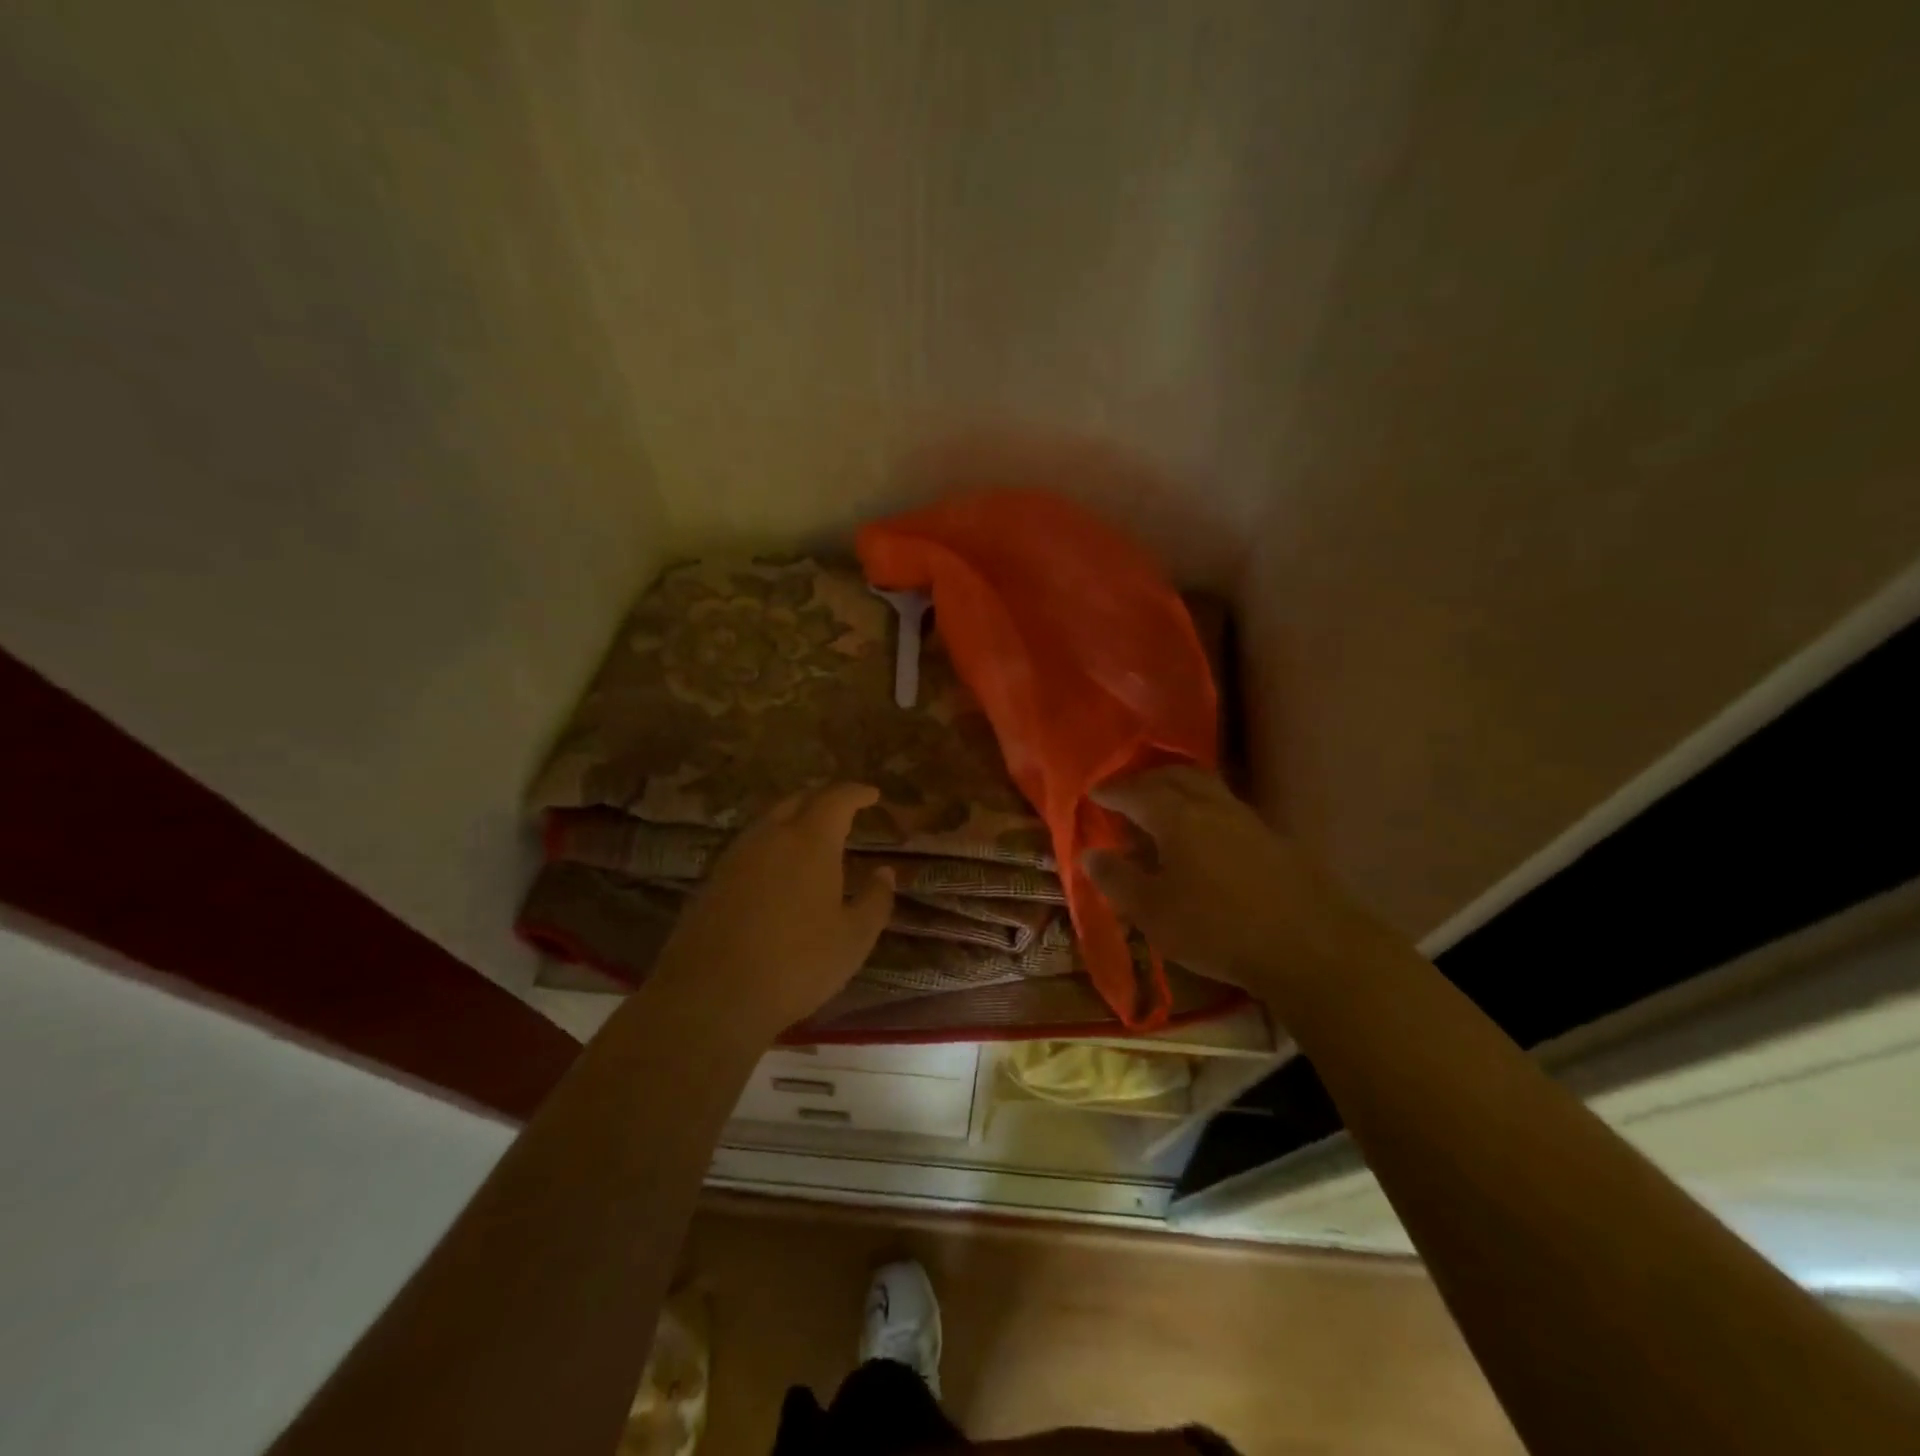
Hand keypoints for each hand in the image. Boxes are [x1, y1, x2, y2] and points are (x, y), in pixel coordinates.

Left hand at [654, 784, 894, 1033]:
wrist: (710, 996)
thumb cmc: (796, 965)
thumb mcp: (853, 939)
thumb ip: (875, 900)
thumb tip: (884, 872)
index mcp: (810, 841)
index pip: (836, 799)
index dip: (856, 792)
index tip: (872, 795)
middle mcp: (770, 837)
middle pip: (797, 800)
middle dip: (823, 799)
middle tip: (843, 810)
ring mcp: (735, 856)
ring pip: (768, 821)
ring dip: (794, 819)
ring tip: (812, 838)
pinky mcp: (712, 880)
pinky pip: (749, 846)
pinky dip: (771, 844)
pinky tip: (778, 869)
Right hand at [1083, 766, 1381, 993]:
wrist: (1309, 945)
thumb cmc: (1216, 927)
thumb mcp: (1152, 911)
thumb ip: (1116, 879)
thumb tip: (1090, 853)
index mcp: (1176, 816)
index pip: (1135, 792)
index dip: (1111, 791)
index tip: (1093, 794)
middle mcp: (1210, 805)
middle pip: (1174, 775)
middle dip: (1145, 779)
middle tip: (1126, 792)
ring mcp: (1246, 818)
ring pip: (1205, 786)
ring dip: (1177, 788)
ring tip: (1162, 807)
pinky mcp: (1271, 837)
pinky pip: (1225, 806)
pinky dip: (1202, 807)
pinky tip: (1202, 835)